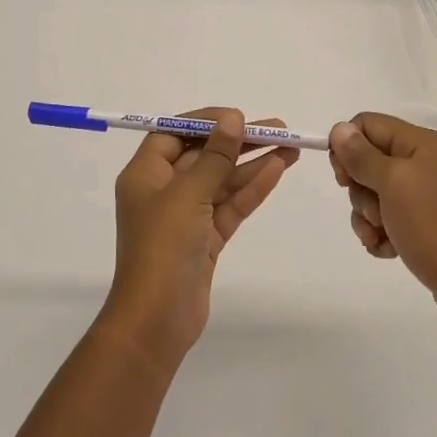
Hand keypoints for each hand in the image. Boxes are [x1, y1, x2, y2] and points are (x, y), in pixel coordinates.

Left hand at [100, 108, 298, 368]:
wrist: (157, 320)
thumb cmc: (163, 247)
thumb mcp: (188, 194)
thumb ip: (214, 156)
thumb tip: (233, 119)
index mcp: (144, 174)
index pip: (173, 134)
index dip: (205, 122)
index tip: (238, 116)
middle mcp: (163, 191)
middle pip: (203, 155)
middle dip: (239, 141)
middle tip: (278, 127)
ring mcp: (186, 217)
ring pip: (222, 181)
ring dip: (253, 163)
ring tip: (291, 145)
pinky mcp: (205, 240)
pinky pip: (230, 205)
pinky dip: (252, 188)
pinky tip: (279, 169)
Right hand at [329, 112, 436, 329]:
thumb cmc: (432, 226)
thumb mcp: (392, 183)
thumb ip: (362, 154)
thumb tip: (339, 128)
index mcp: (421, 143)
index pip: (367, 124)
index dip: (347, 146)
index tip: (343, 178)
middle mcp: (424, 162)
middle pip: (368, 160)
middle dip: (360, 190)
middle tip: (374, 211)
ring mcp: (425, 194)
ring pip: (373, 193)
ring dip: (368, 216)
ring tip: (383, 235)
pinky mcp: (424, 222)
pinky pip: (386, 218)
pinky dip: (380, 233)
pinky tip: (388, 249)